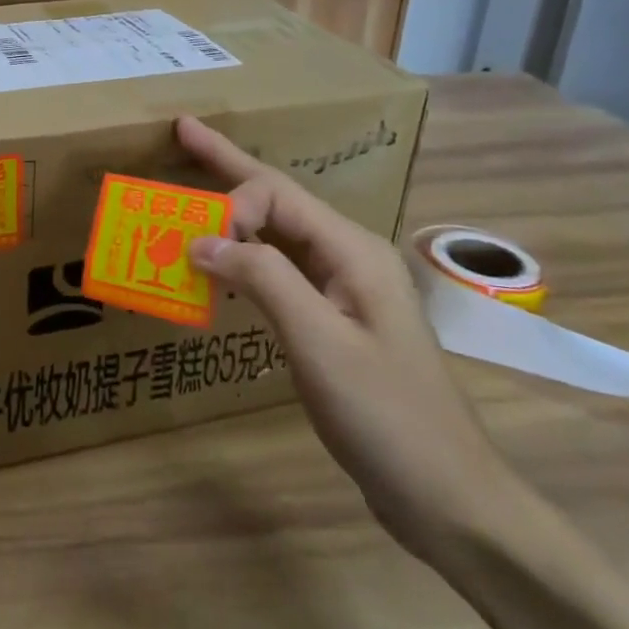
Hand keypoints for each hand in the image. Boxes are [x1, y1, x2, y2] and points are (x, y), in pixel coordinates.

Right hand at [176, 116, 523, 557]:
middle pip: (277, 199)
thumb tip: (200, 239)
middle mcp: (347, 256)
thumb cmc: (386, 416)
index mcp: (352, 250)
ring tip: (188, 194)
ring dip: (231, 214)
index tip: (196, 249)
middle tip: (183, 132)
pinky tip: (218, 264)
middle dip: (228, 166)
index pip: (278, 195)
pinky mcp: (331, 320)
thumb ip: (262, 279)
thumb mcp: (321, 343)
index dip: (230, 205)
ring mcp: (341, 289)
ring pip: (275, 234)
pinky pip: (276, 272)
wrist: (445, 496)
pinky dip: (241, 259)